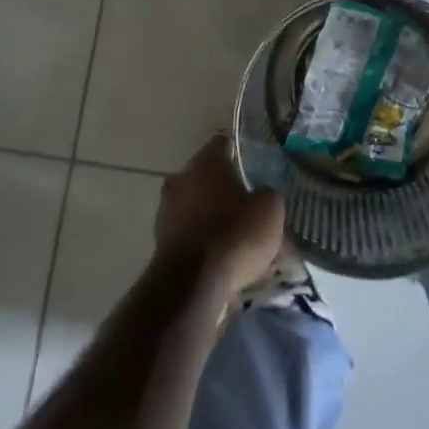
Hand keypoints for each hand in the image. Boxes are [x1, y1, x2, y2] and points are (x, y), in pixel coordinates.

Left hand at [155, 136, 285, 295]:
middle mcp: (181, 177)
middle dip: (223, 187)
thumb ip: (267, 194)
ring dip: (209, 214)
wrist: (192, 285)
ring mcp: (165, 209)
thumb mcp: (269, 210)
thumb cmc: (234, 235)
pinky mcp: (159, 240)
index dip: (240, 153)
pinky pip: (186, 231)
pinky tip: (218, 255)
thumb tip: (262, 194)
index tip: (255, 166)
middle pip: (206, 175)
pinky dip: (200, 238)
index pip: (224, 143)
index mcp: (206, 161)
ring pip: (194, 204)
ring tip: (234, 234)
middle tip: (246, 203)